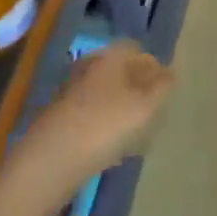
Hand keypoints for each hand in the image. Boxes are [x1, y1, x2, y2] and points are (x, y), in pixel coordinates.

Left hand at [3, 42, 172, 212]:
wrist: (45, 165)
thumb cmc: (101, 127)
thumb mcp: (143, 107)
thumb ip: (162, 88)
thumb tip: (171, 74)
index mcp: (110, 56)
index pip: (138, 50)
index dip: (155, 68)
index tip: (167, 92)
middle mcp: (89, 67)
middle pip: (121, 72)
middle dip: (138, 89)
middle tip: (153, 112)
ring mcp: (71, 94)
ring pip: (106, 94)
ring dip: (121, 109)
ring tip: (136, 135)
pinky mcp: (59, 122)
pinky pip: (91, 116)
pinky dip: (104, 126)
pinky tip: (111, 149)